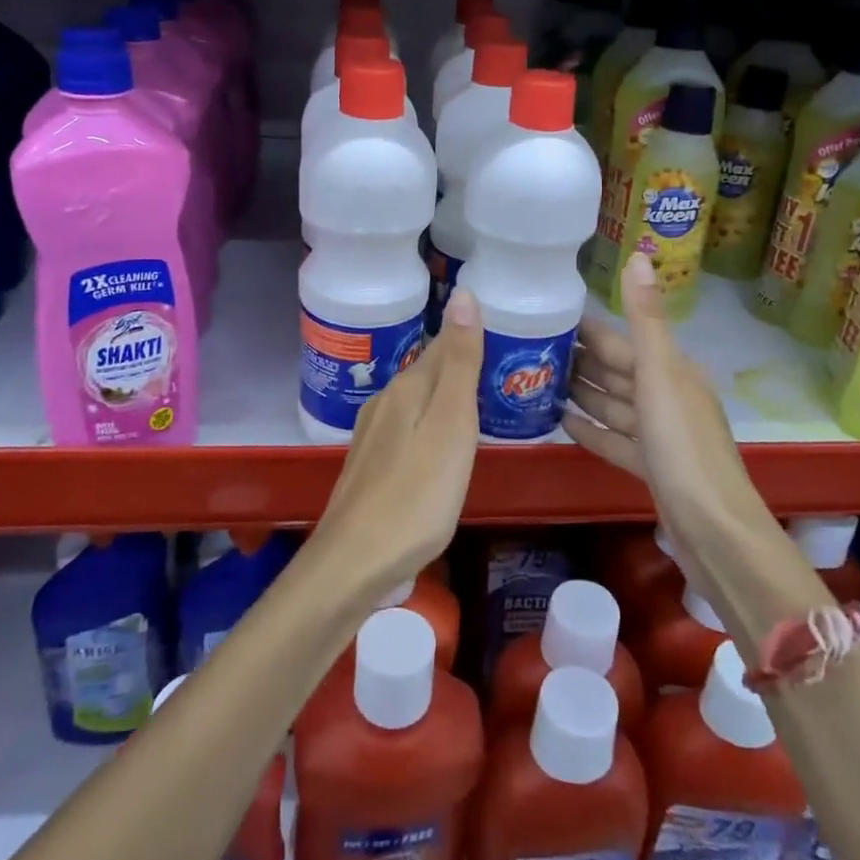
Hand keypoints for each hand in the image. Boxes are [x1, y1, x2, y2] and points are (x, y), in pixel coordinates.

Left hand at [311, 288, 483, 592]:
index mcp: (407, 389)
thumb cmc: (416, 494)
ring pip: (418, 402)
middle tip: (504, 367)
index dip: (471, 335)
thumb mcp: (450, 424)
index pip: (444, 345)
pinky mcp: (371, 467)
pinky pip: (410, 430)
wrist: (355, 563)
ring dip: (446, 397)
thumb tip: (465, 295)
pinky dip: (432, 427)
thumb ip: (459, 363)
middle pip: (429, 372)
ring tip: (482, 404)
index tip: (504, 330)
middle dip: (460, 365)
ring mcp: (373, 436)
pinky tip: (444, 447)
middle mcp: (385, 403)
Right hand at [564, 255, 766, 566]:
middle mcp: (667, 397)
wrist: (713, 530)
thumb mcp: (661, 374)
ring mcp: (660, 435)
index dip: (587, 330)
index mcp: (672, 371)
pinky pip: (615, 440)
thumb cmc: (683, 446)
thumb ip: (646, 318)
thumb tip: (638, 254)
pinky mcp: (652, 468)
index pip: (620, 342)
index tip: (546, 317)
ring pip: (614, 405)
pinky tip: (562, 424)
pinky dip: (592, 430)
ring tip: (537, 383)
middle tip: (528, 351)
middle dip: (578, 361)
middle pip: (615, 372)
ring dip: (582, 394)